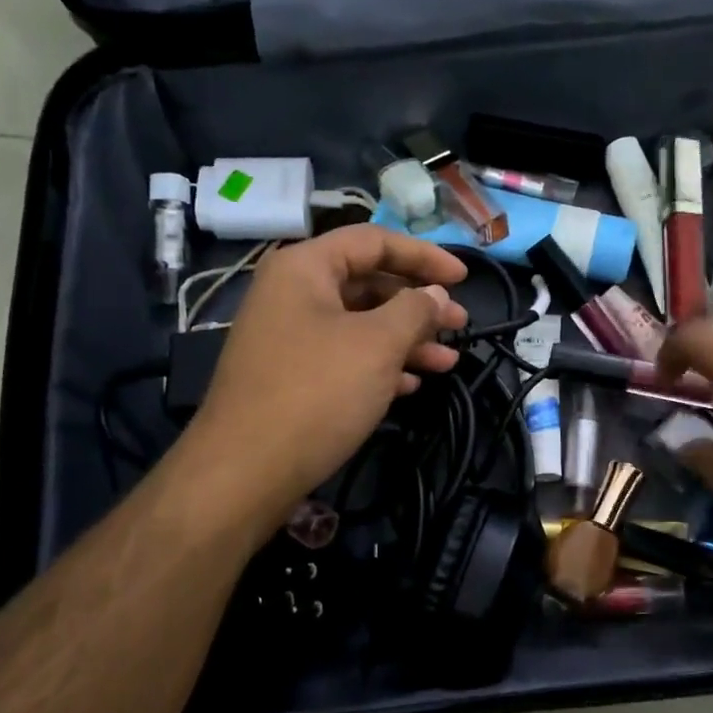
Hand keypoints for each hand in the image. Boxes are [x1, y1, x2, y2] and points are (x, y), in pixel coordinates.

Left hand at [178, 226, 468, 532]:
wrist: (246, 470)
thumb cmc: (317, 392)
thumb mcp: (377, 345)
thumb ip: (415, 310)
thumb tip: (436, 294)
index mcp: (304, 268)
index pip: (373, 241)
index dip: (424, 256)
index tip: (465, 277)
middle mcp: (292, 294)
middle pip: (368, 283)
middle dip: (419, 304)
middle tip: (461, 324)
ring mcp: (289, 338)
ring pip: (360, 325)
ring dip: (407, 340)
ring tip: (448, 362)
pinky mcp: (292, 377)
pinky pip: (345, 357)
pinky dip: (380, 366)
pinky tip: (412, 385)